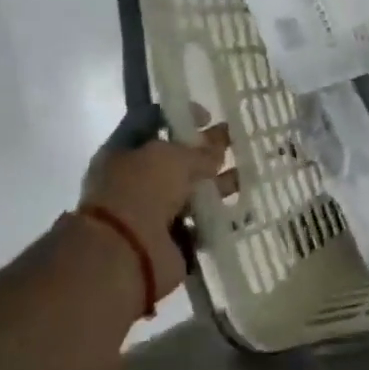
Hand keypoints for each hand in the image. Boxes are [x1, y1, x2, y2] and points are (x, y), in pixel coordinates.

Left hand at [79, 117, 233, 299]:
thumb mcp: (172, 157)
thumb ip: (199, 152)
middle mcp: (136, 180)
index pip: (151, 121)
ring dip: (217, 183)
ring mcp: (153, 211)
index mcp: (124, 152)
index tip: (207, 118)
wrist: (126, 254)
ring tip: (244, 176)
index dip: (180, 115)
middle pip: (176, 159)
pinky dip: (218, 217)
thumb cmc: (141, 191)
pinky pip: (201, 223)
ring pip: (191, 191)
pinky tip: (240, 208)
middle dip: (206, 151)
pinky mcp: (172, 240)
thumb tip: (216, 152)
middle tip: (235, 142)